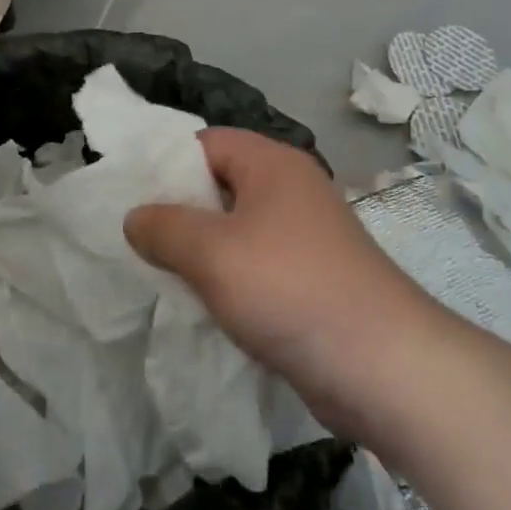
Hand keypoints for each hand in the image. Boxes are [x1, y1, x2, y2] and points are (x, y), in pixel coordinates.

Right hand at [124, 128, 437, 443]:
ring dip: (202, 249)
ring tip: (159, 273)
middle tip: (136, 238)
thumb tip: (135, 217)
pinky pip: (257, 263)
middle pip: (220, 184)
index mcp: (272, 163)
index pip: (206, 142)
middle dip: (179, 210)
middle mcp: (291, 189)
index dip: (165, 163)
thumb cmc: (290, 289)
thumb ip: (164, 228)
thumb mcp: (212, 253)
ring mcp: (306, 235)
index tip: (127, 195)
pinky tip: (203, 305)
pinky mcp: (313, 277)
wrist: (383, 366)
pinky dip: (229, 278)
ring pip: (237, 228)